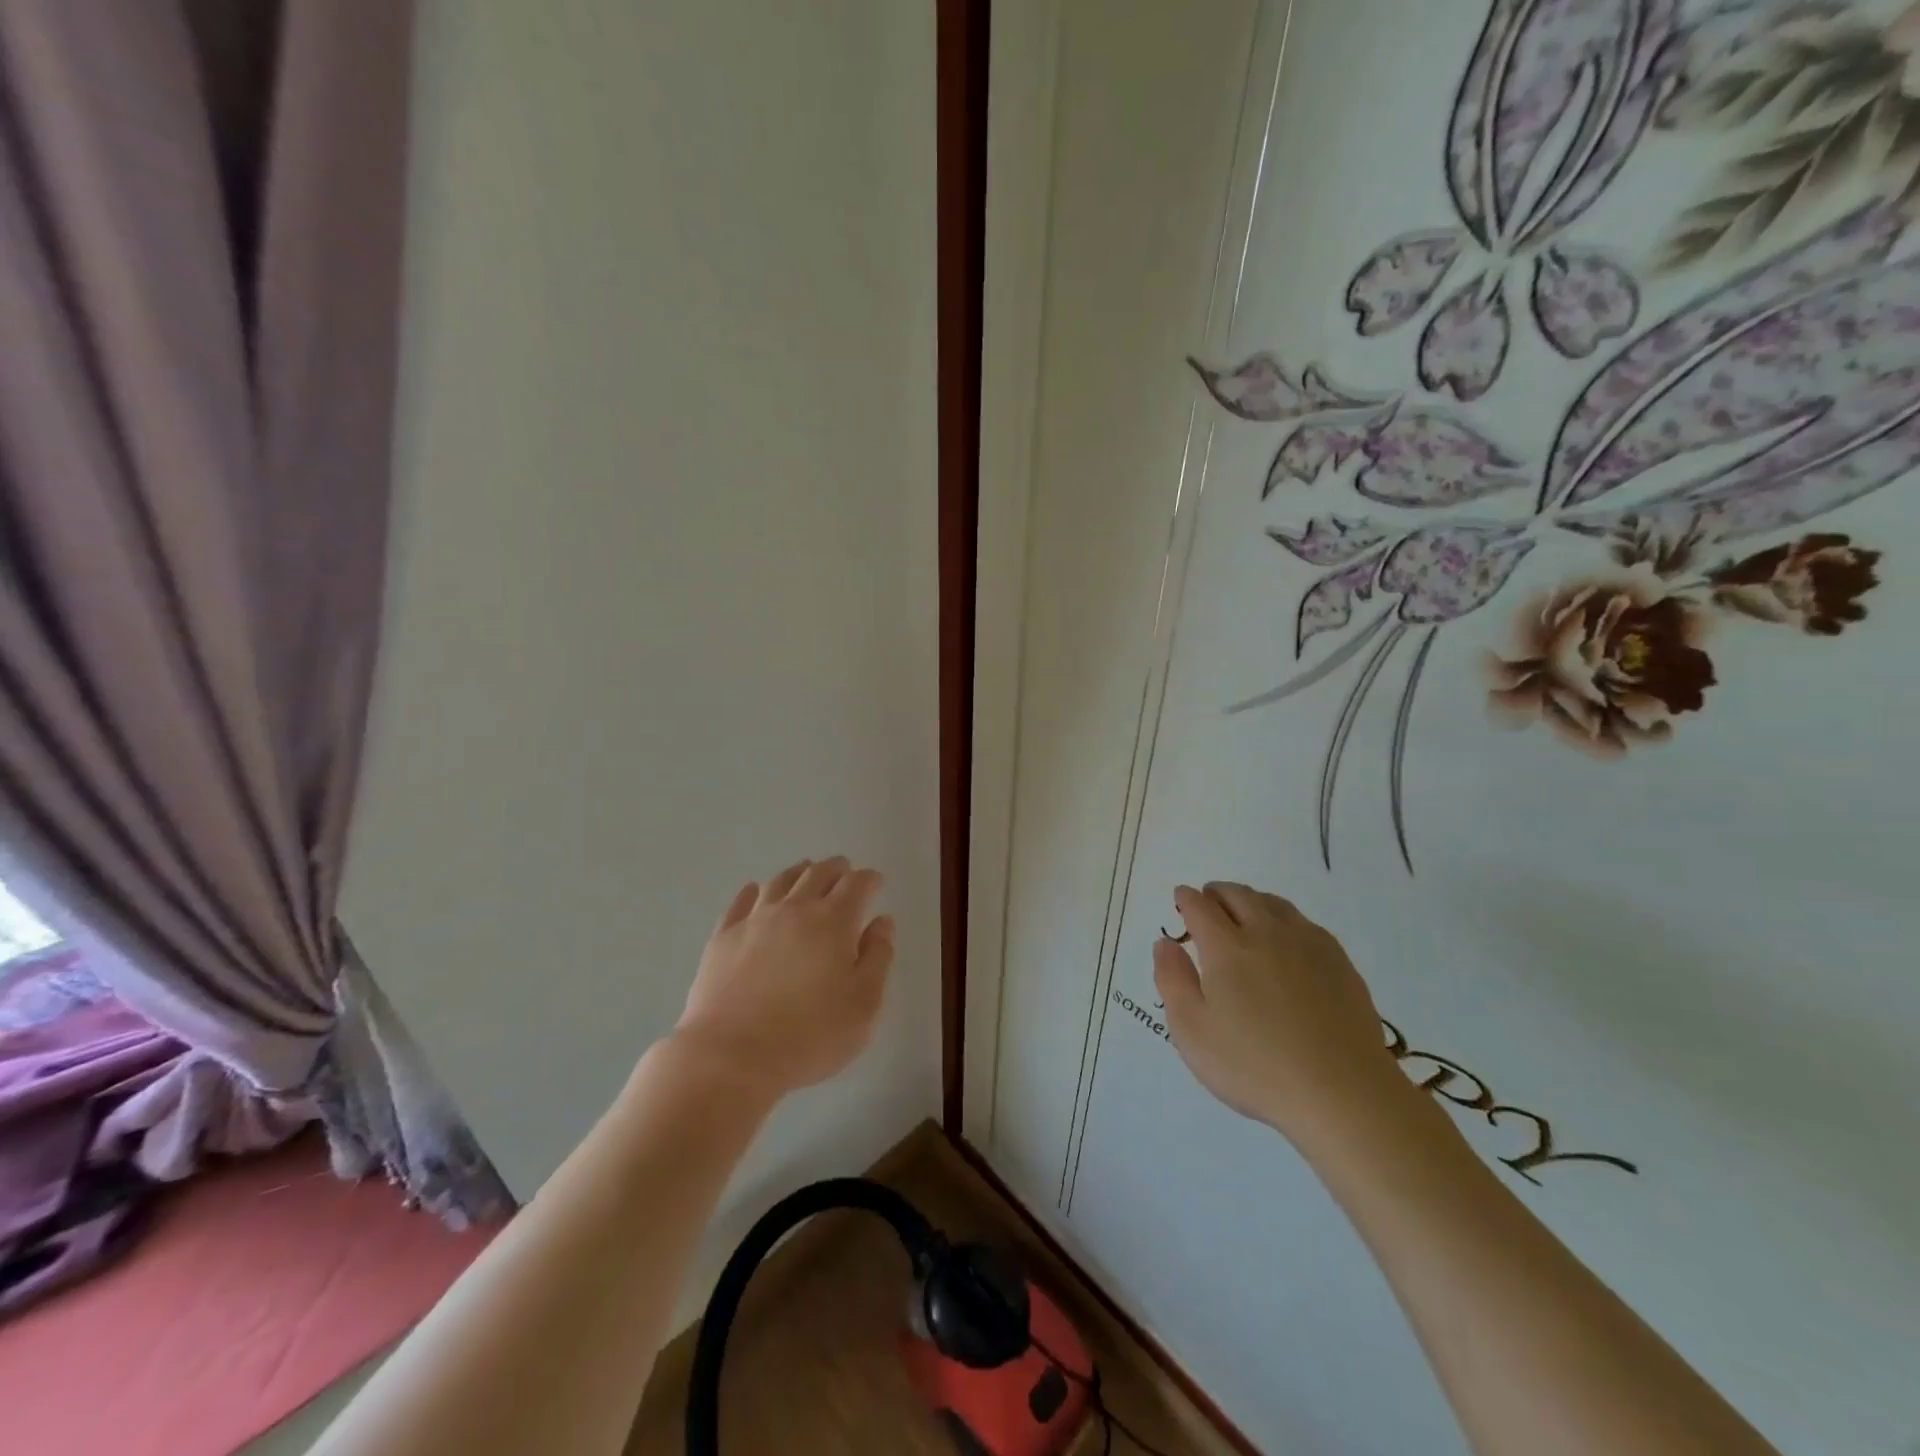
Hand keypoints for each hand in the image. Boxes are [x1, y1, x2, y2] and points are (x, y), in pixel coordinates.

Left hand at [671, 857, 894, 1098]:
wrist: (731, 1056)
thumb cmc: (810, 1035)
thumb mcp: (864, 1005)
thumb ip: (878, 958)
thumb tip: (882, 923)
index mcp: (834, 921)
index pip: (857, 885)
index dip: (870, 880)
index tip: (875, 882)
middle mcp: (795, 909)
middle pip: (818, 873)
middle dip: (836, 868)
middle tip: (844, 871)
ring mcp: (755, 920)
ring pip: (780, 881)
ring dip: (799, 872)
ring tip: (806, 872)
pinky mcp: (723, 937)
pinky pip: (741, 901)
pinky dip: (754, 891)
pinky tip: (755, 891)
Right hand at [1153, 882, 1405, 1141]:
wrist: (1344, 1094)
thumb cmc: (1255, 1067)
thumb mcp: (1192, 1031)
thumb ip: (1172, 980)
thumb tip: (1165, 943)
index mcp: (1226, 947)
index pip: (1200, 906)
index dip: (1186, 898)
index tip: (1181, 898)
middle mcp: (1266, 933)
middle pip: (1238, 895)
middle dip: (1217, 893)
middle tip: (1208, 902)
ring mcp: (1308, 945)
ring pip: (1274, 903)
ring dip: (1251, 900)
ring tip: (1243, 913)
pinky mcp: (1340, 962)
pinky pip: (1305, 923)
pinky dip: (1284, 918)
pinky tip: (1286, 939)